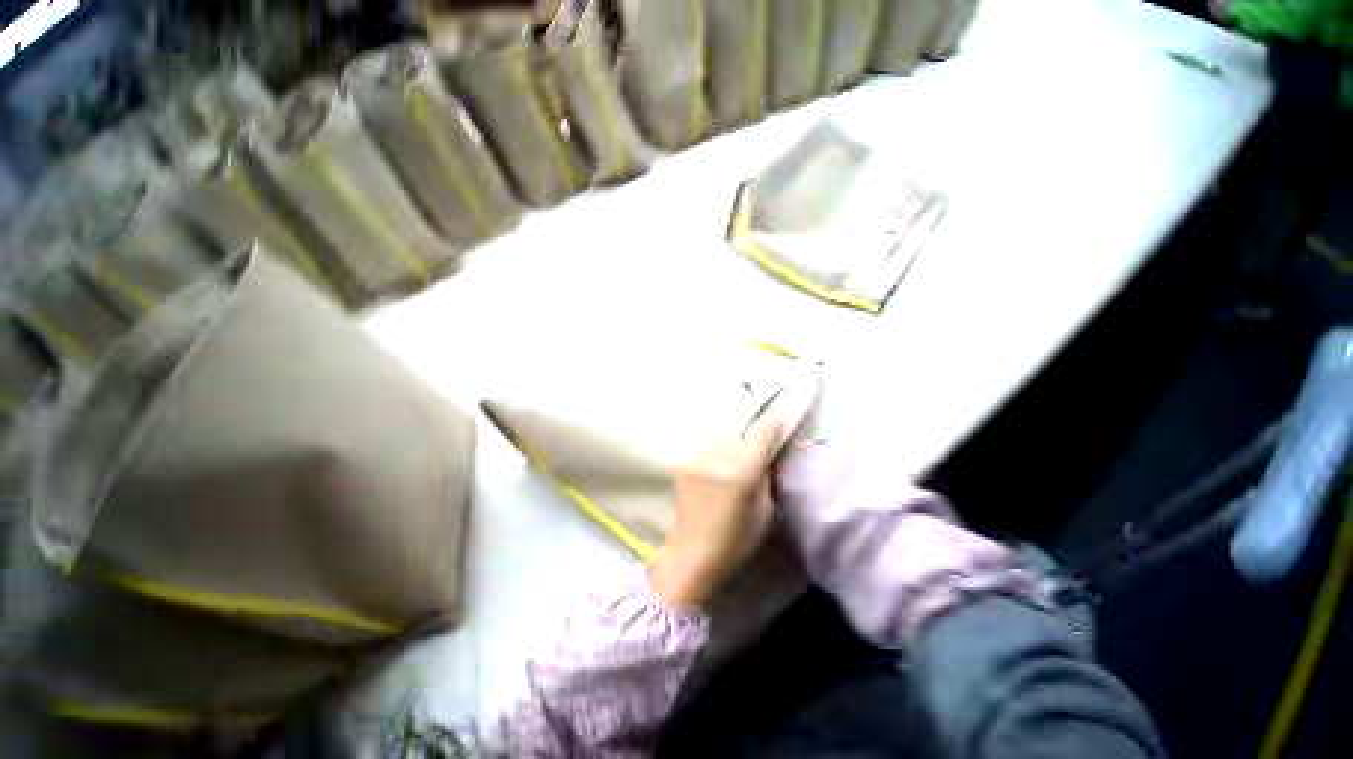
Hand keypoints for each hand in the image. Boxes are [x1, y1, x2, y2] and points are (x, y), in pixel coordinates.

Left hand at [650, 417, 783, 607]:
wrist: (691, 555)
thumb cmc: (736, 541)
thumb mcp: (766, 511)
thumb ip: (768, 476)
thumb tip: (769, 452)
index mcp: (741, 472)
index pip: (761, 432)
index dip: (772, 422)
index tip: (780, 418)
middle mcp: (717, 458)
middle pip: (739, 429)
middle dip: (751, 432)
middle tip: (757, 440)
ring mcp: (696, 457)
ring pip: (719, 433)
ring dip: (730, 438)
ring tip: (736, 451)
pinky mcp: (682, 461)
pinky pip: (704, 445)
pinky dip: (714, 447)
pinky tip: (716, 460)